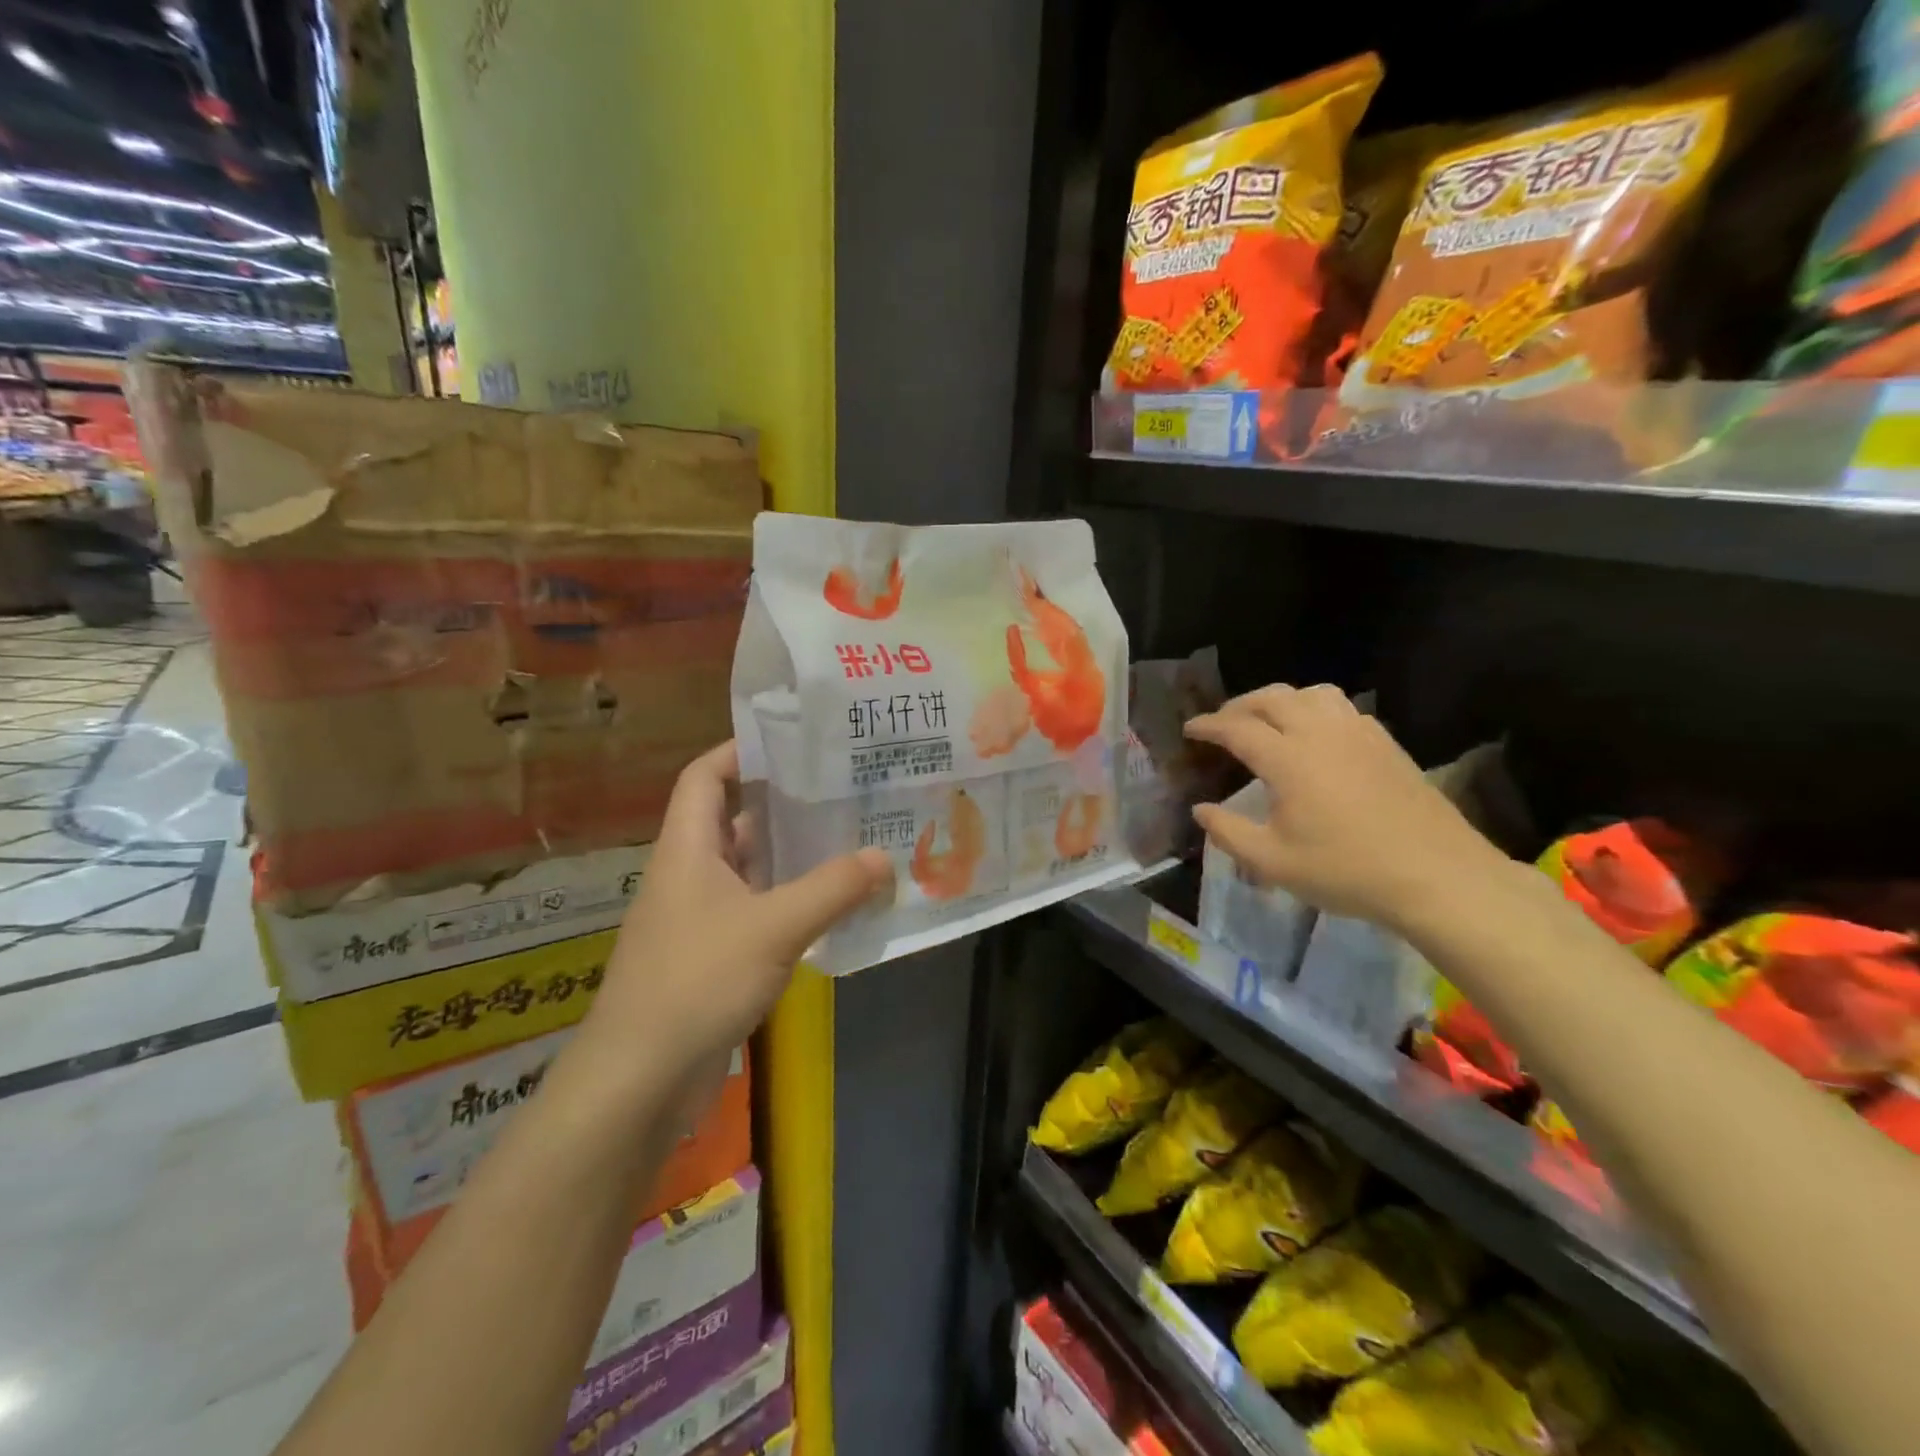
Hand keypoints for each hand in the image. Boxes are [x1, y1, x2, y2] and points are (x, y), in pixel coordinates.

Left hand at [586, 741, 893, 1090]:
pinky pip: (754, 911)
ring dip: (790, 856)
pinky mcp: (709, 956)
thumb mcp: (774, 928)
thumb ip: (832, 889)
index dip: (739, 751)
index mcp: (686, 849)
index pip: (704, 777)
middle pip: (732, 819)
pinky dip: (788, 901)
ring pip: (748, 869)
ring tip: (847, 838)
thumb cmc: (696, 982)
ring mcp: (697, 918)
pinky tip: (829, 906)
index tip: (791, 741)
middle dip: (781, 803)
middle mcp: (688, 874)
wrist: (638, 1079)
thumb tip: (883, 856)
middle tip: (839, 789)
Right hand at [1184, 684, 1511, 929]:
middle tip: (1222, 723)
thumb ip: (1228, 832)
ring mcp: (1358, 733)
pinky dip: (1315, 709)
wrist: (1437, 876)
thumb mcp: (1273, 862)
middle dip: (1239, 705)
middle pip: (1272, 698)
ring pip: (1311, 693)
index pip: (1237, 727)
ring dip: (1280, 700)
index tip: (1190, 729)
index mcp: (1288, 759)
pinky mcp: (1385, 743)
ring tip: (1268, 720)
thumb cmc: (1347, 870)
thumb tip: (1201, 810)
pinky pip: (1342, 708)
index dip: (1208, 725)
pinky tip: (1316, 735)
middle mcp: (1320, 733)